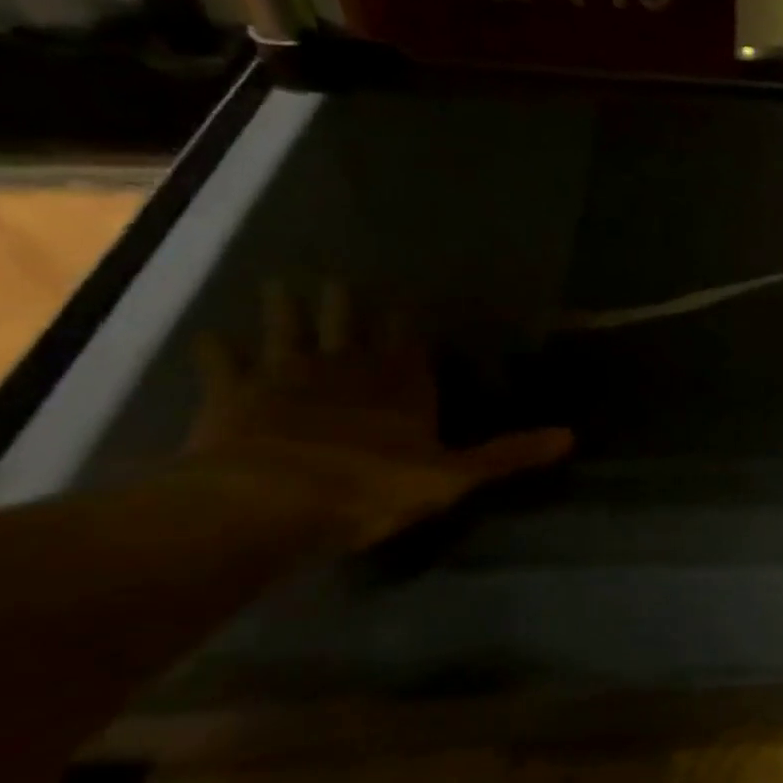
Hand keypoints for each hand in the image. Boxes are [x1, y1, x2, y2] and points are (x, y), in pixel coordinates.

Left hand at [185, 283, 573, 548]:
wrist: (272, 504)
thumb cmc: (373, 488)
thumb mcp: (455, 478)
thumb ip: (509, 455)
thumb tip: (572, 435)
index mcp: (401, 384)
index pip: (408, 340)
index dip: (407, 320)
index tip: (404, 299)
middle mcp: (347, 368)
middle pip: (347, 324)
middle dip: (345, 303)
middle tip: (340, 278)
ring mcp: (287, 377)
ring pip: (287, 330)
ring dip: (285, 308)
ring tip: (280, 283)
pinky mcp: (234, 396)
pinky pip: (223, 365)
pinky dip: (217, 351)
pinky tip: (209, 336)